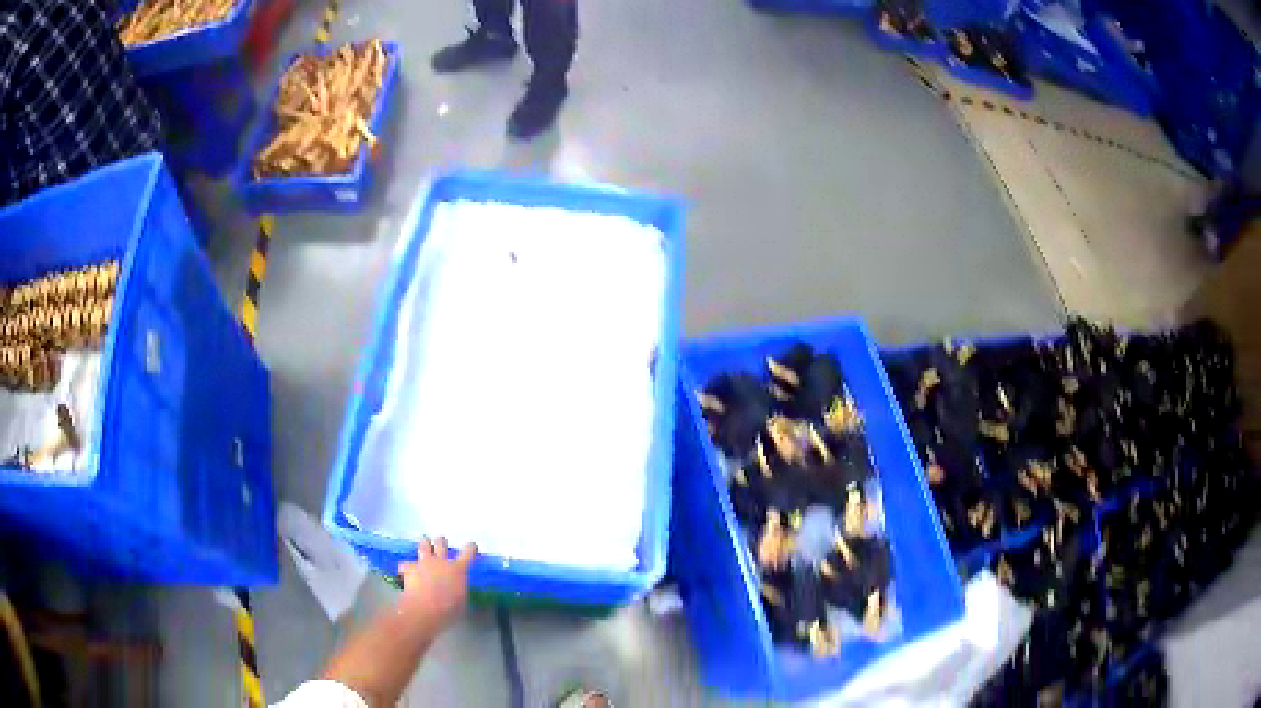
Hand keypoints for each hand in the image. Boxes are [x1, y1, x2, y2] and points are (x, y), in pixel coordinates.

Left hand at [398, 537, 476, 631]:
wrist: (424, 610)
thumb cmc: (449, 609)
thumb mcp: (462, 601)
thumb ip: (461, 590)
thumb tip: (460, 590)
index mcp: (458, 569)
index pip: (468, 552)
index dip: (470, 548)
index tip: (471, 546)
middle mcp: (441, 561)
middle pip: (441, 543)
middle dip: (441, 541)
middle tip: (440, 540)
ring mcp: (424, 563)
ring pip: (423, 546)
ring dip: (424, 543)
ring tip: (424, 541)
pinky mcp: (409, 568)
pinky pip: (406, 564)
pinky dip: (406, 567)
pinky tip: (404, 572)